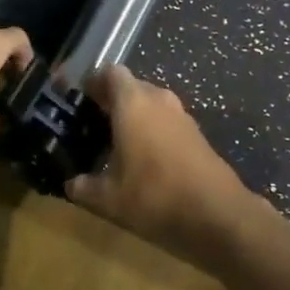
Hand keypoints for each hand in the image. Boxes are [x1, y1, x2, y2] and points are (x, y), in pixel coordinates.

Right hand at [65, 65, 257, 262]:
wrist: (219, 216)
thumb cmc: (155, 197)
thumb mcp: (108, 199)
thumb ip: (83, 187)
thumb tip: (70, 184)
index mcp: (133, 103)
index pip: (110, 73)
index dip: (93, 82)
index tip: (79, 100)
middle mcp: (158, 100)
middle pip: (131, 87)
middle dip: (111, 102)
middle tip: (92, 125)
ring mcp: (182, 116)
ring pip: (151, 105)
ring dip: (134, 117)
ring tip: (115, 145)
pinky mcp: (197, 135)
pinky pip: (166, 122)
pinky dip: (153, 132)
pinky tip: (143, 161)